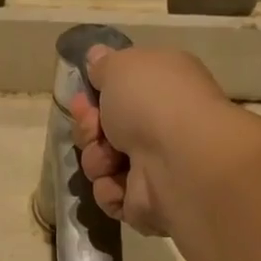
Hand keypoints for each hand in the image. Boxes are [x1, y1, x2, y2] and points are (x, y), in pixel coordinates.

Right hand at [69, 44, 230, 234]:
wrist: (178, 160)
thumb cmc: (153, 102)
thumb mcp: (121, 66)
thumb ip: (104, 65)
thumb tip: (97, 57)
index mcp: (160, 89)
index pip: (118, 94)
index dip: (93, 97)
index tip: (81, 100)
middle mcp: (158, 127)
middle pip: (103, 131)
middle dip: (88, 129)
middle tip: (94, 129)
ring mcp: (153, 168)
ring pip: (101, 164)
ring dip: (97, 160)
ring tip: (111, 159)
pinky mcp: (144, 203)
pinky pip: (110, 196)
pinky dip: (109, 190)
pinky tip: (120, 183)